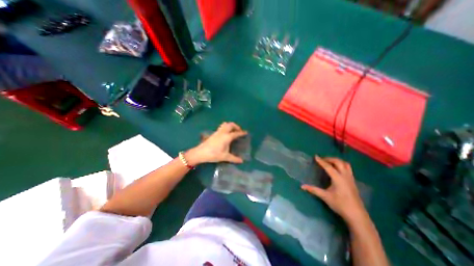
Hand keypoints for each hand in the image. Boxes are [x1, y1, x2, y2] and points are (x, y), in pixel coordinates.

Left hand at [184, 122, 248, 165]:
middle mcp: (223, 132)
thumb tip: (241, 161)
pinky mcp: (214, 133)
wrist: (200, 153)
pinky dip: (226, 127)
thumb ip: (234, 158)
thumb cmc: (213, 154)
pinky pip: (222, 127)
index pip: (236, 133)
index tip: (246, 132)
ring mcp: (218, 132)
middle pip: (230, 125)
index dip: (241, 133)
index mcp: (227, 137)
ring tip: (233, 130)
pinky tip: (226, 134)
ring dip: (230, 125)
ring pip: (225, 124)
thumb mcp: (225, 157)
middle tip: (239, 130)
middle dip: (236, 126)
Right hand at [301, 155, 363, 221]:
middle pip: (338, 162)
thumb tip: (302, 186)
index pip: (328, 166)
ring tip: (330, 162)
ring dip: (337, 161)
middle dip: (330, 159)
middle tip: (322, 160)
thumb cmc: (340, 205)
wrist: (357, 216)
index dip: (321, 161)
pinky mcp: (353, 182)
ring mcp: (351, 179)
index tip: (315, 156)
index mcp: (338, 178)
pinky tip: (337, 170)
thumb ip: (313, 190)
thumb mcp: (325, 197)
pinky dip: (342, 165)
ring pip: (345, 164)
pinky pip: (348, 169)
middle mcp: (345, 176)